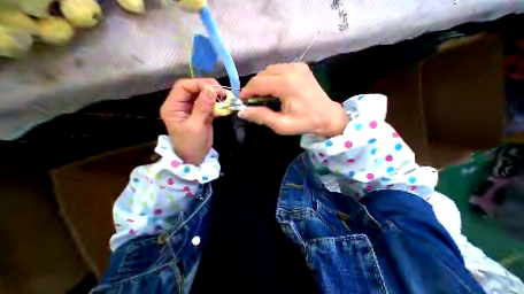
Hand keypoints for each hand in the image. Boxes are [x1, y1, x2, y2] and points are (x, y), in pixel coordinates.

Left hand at [161, 79, 223, 164]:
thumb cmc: (190, 144)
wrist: (195, 158)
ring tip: (225, 99)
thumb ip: (202, 107)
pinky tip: (224, 106)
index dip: (199, 84)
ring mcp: (193, 108)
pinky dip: (218, 104)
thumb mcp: (195, 126)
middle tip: (223, 93)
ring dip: (215, 95)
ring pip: (204, 95)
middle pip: (194, 88)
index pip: (184, 86)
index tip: (215, 89)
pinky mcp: (202, 113)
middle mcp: (182, 104)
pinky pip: (210, 104)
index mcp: (173, 106)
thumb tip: (211, 88)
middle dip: (209, 88)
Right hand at [239, 63, 346, 136]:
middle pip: (262, 75)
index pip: (257, 83)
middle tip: (253, 101)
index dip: (246, 92)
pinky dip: (272, 79)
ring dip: (263, 82)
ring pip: (269, 71)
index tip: (243, 102)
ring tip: (264, 97)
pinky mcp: (300, 67)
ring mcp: (297, 66)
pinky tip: (275, 90)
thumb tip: (243, 112)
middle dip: (254, 88)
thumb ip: (261, 116)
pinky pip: (279, 70)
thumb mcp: (281, 125)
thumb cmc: (305, 122)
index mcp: (286, 83)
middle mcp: (290, 69)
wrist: (328, 116)